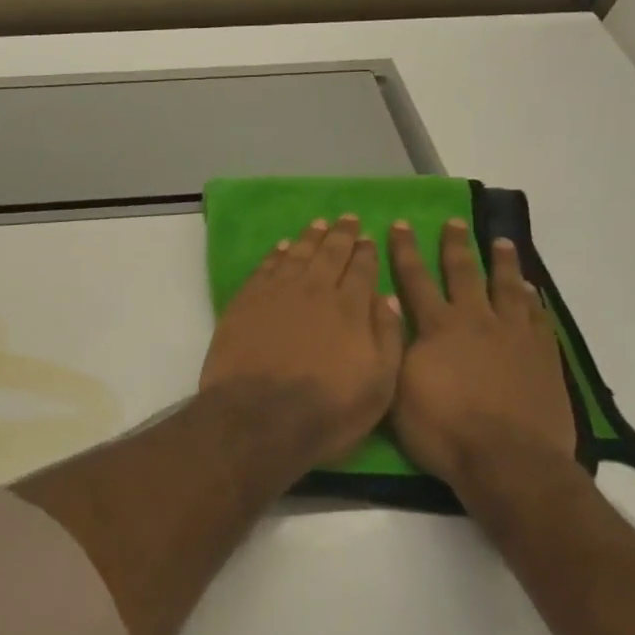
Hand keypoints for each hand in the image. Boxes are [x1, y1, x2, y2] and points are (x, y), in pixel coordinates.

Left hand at [200, 215, 404, 467]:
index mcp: (349, 308)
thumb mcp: (378, 386)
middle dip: (341, 234)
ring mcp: (276, 292)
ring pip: (297, 254)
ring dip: (310, 237)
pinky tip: (283, 247)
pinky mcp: (246, 301)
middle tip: (347, 217)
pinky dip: (277, 254)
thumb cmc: (326, 410)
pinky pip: (266, 267)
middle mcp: (314, 290)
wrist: (257, 417)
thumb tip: (388, 299)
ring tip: (319, 224)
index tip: (368, 237)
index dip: (366, 251)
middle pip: (330, 253)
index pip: (362, 269)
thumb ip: (387, 338)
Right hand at [387, 219, 576, 478]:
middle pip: (464, 273)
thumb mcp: (398, 388)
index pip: (416, 279)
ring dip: (502, 262)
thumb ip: (395, 346)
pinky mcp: (544, 356)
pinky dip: (532, 299)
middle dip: (455, 245)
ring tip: (502, 242)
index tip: (401, 224)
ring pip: (508, 288)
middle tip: (454, 222)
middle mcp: (476, 320)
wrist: (509, 462)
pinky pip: (538, 317)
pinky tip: (531, 290)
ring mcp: (515, 336)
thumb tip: (389, 311)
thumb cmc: (443, 430)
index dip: (405, 251)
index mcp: (438, 327)